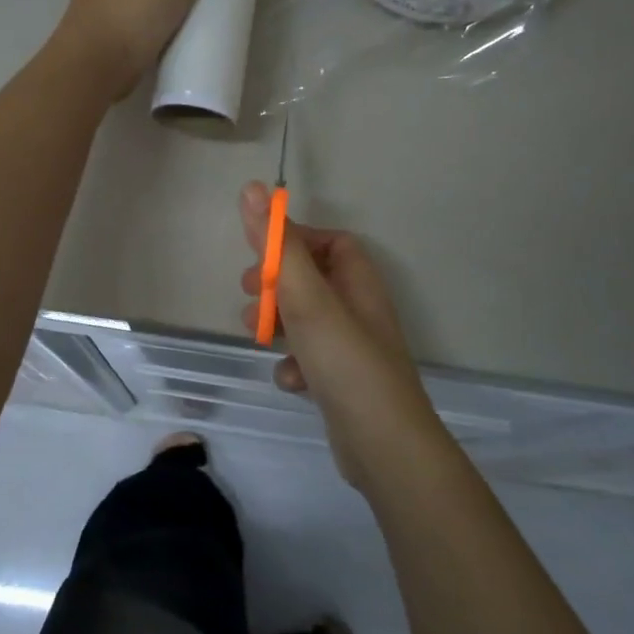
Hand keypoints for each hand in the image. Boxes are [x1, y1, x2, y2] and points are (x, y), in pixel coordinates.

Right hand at [237, 181, 445, 489]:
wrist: (383, 446)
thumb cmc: (346, 361)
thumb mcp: (307, 298)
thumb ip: (278, 246)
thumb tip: (253, 188)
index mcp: (359, 282)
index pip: (332, 242)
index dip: (296, 241)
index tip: (263, 255)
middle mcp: (360, 310)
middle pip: (313, 281)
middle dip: (277, 285)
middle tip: (250, 294)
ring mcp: (352, 348)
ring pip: (307, 322)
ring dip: (279, 324)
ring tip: (257, 335)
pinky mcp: (342, 383)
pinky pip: (311, 360)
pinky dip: (294, 364)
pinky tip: (289, 380)